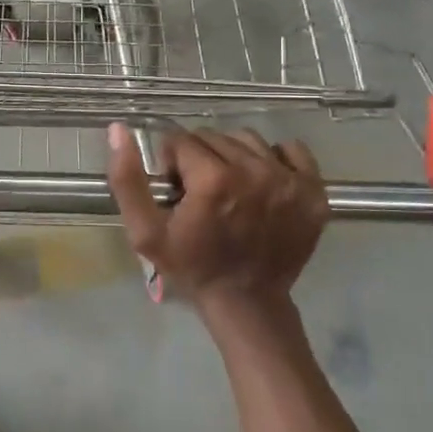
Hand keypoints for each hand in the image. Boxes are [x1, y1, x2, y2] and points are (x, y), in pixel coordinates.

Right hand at [106, 123, 326, 314]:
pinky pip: (291, 149)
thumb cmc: (191, 266)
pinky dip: (275, 158)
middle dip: (200, 158)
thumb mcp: (145, 232)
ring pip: (249, 140)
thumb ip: (127, 179)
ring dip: (233, 155)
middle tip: (200, 191)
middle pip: (214, 137)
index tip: (175, 189)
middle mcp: (254, 170)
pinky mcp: (313, 190)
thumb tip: (119, 129)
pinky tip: (262, 182)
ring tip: (229, 186)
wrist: (247, 302)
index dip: (171, 162)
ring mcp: (289, 180)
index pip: (181, 140)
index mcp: (213, 179)